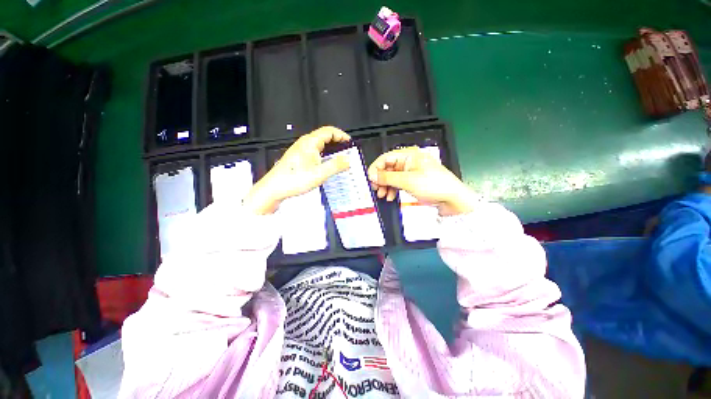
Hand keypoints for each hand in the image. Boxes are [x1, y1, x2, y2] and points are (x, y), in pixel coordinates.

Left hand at [243, 126, 350, 214]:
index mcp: (310, 142)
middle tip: (347, 153)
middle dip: (338, 143)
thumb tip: (348, 160)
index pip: (329, 131)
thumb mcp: (319, 174)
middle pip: (325, 137)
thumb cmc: (295, 179)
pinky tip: (326, 166)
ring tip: (339, 160)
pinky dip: (324, 156)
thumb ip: (336, 166)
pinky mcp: (298, 158)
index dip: (341, 135)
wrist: (274, 188)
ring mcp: (300, 150)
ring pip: (320, 145)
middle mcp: (304, 143)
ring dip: (331, 150)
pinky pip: (315, 152)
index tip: (350, 143)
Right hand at [367, 147, 476, 215]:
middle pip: (388, 168)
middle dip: (380, 179)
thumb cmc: (434, 185)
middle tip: (376, 189)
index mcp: (409, 155)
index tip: (370, 179)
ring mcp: (411, 172)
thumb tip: (373, 175)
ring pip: (392, 177)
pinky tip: (390, 196)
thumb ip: (387, 178)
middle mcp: (409, 162)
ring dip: (385, 186)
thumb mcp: (407, 181)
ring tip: (382, 195)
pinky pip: (398, 183)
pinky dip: (392, 189)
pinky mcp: (413, 181)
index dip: (376, 168)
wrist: (452, 199)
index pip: (386, 158)